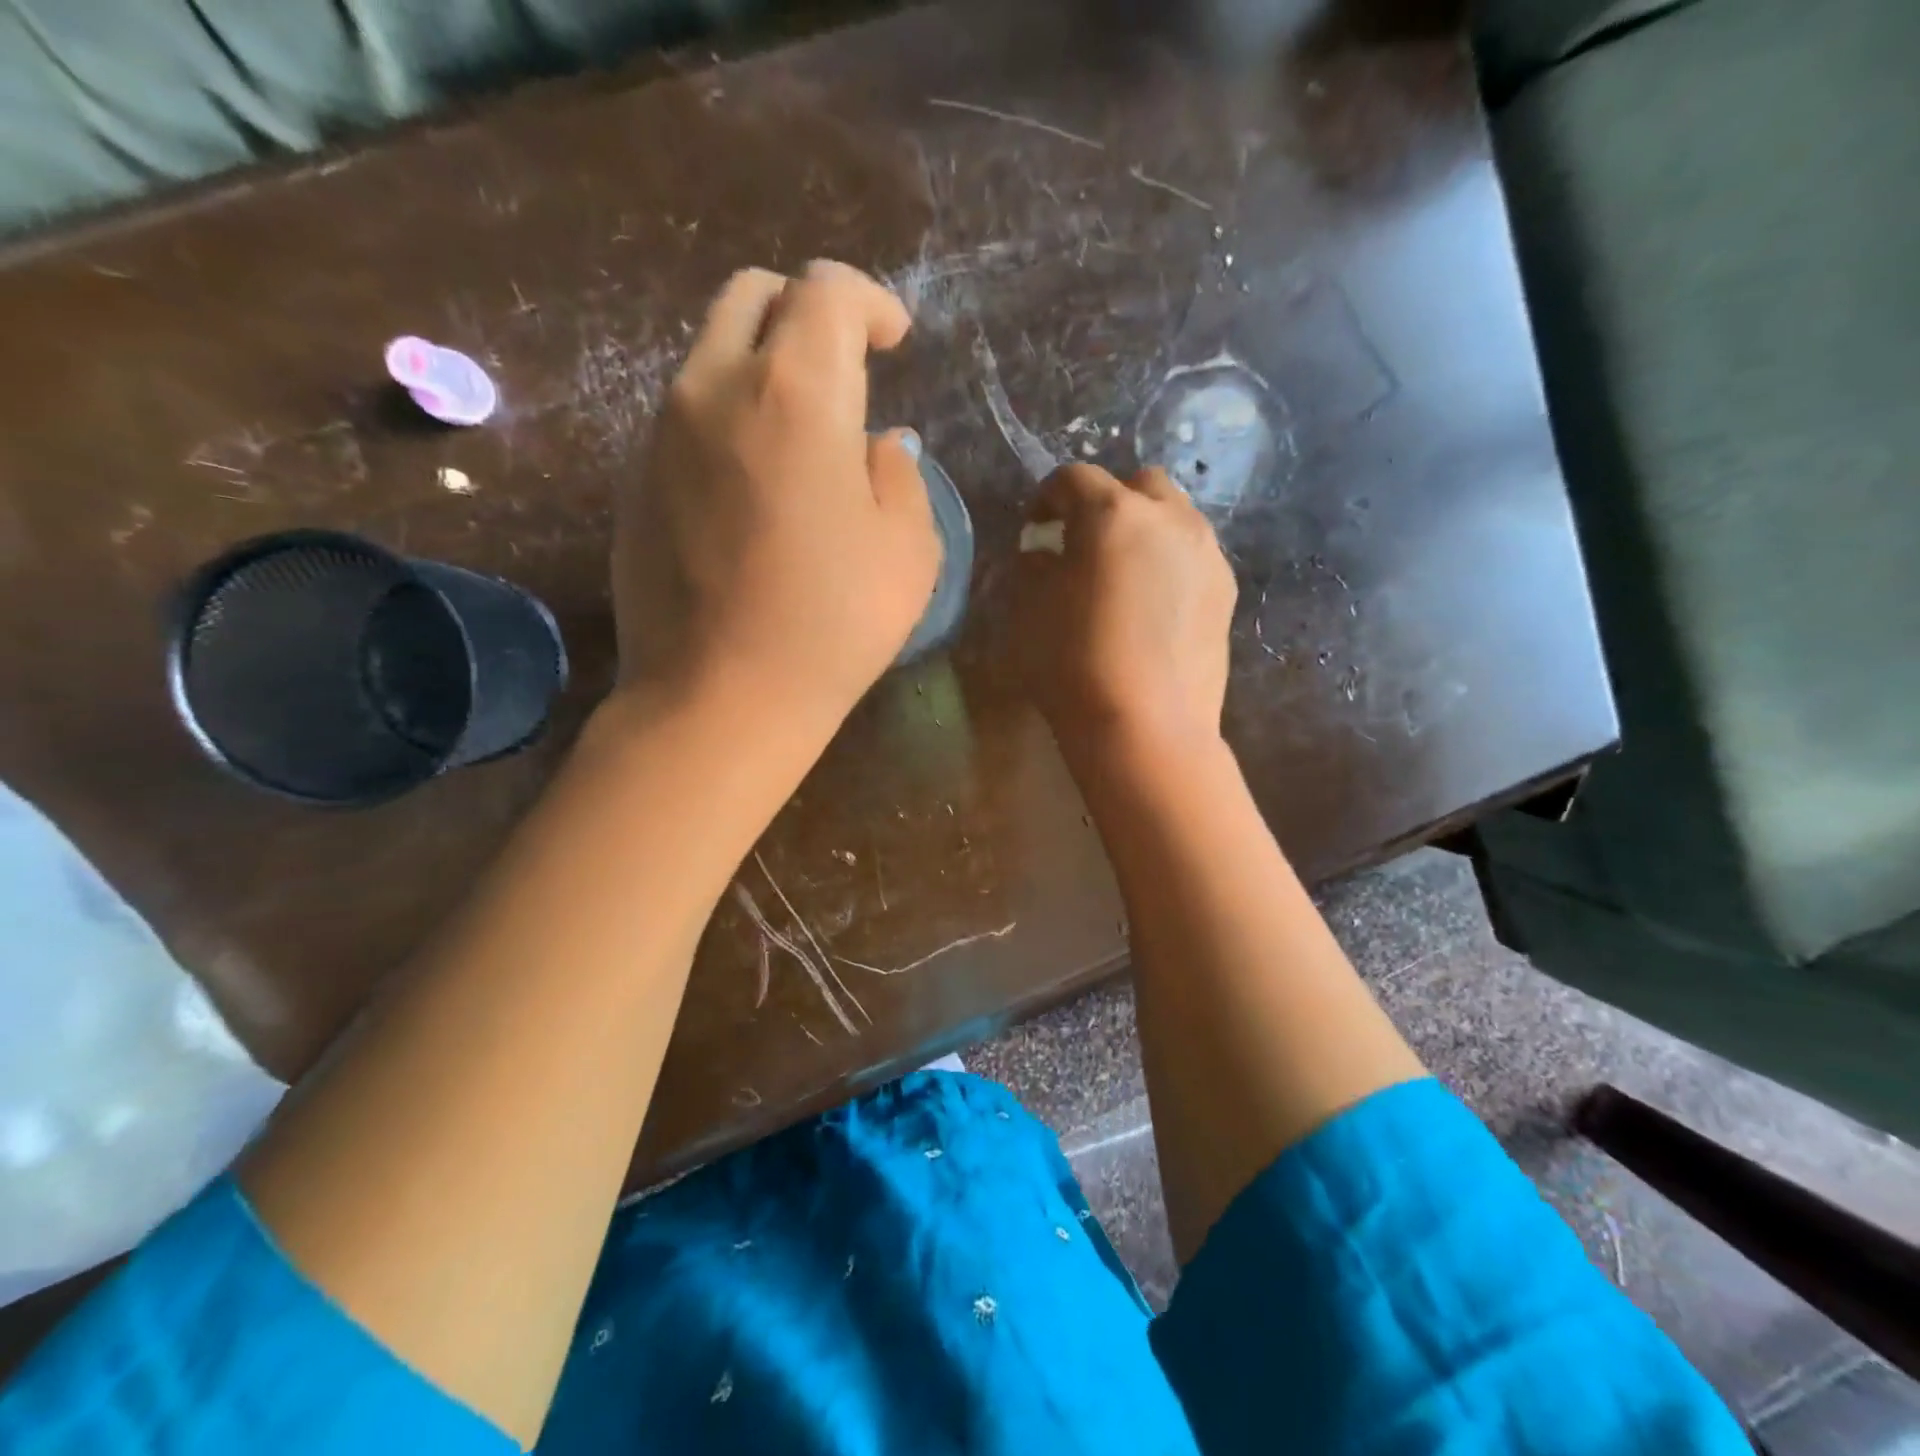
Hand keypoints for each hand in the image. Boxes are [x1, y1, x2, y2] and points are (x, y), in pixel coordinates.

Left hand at [612, 261, 938, 730]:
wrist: (718, 698)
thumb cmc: (832, 625)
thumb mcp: (907, 551)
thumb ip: (898, 476)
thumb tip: (875, 446)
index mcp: (796, 393)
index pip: (827, 291)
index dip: (869, 301)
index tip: (894, 340)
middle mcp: (715, 387)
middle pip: (752, 296)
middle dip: (806, 311)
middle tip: (844, 366)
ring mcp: (661, 431)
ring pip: (712, 353)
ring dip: (763, 366)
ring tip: (802, 432)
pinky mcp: (634, 477)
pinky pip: (685, 415)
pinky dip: (728, 417)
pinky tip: (754, 483)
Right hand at [1014, 464, 1236, 762]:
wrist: (1147, 726)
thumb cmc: (1074, 664)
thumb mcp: (1030, 611)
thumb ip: (1035, 567)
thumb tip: (1044, 552)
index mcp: (1112, 514)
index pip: (1074, 479)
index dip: (1047, 497)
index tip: (1036, 528)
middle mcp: (1168, 518)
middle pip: (1137, 484)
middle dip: (1107, 502)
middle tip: (1085, 542)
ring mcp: (1206, 552)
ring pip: (1175, 516)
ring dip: (1145, 528)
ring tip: (1124, 571)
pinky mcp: (1227, 589)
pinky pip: (1195, 554)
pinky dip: (1171, 561)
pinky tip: (1155, 602)